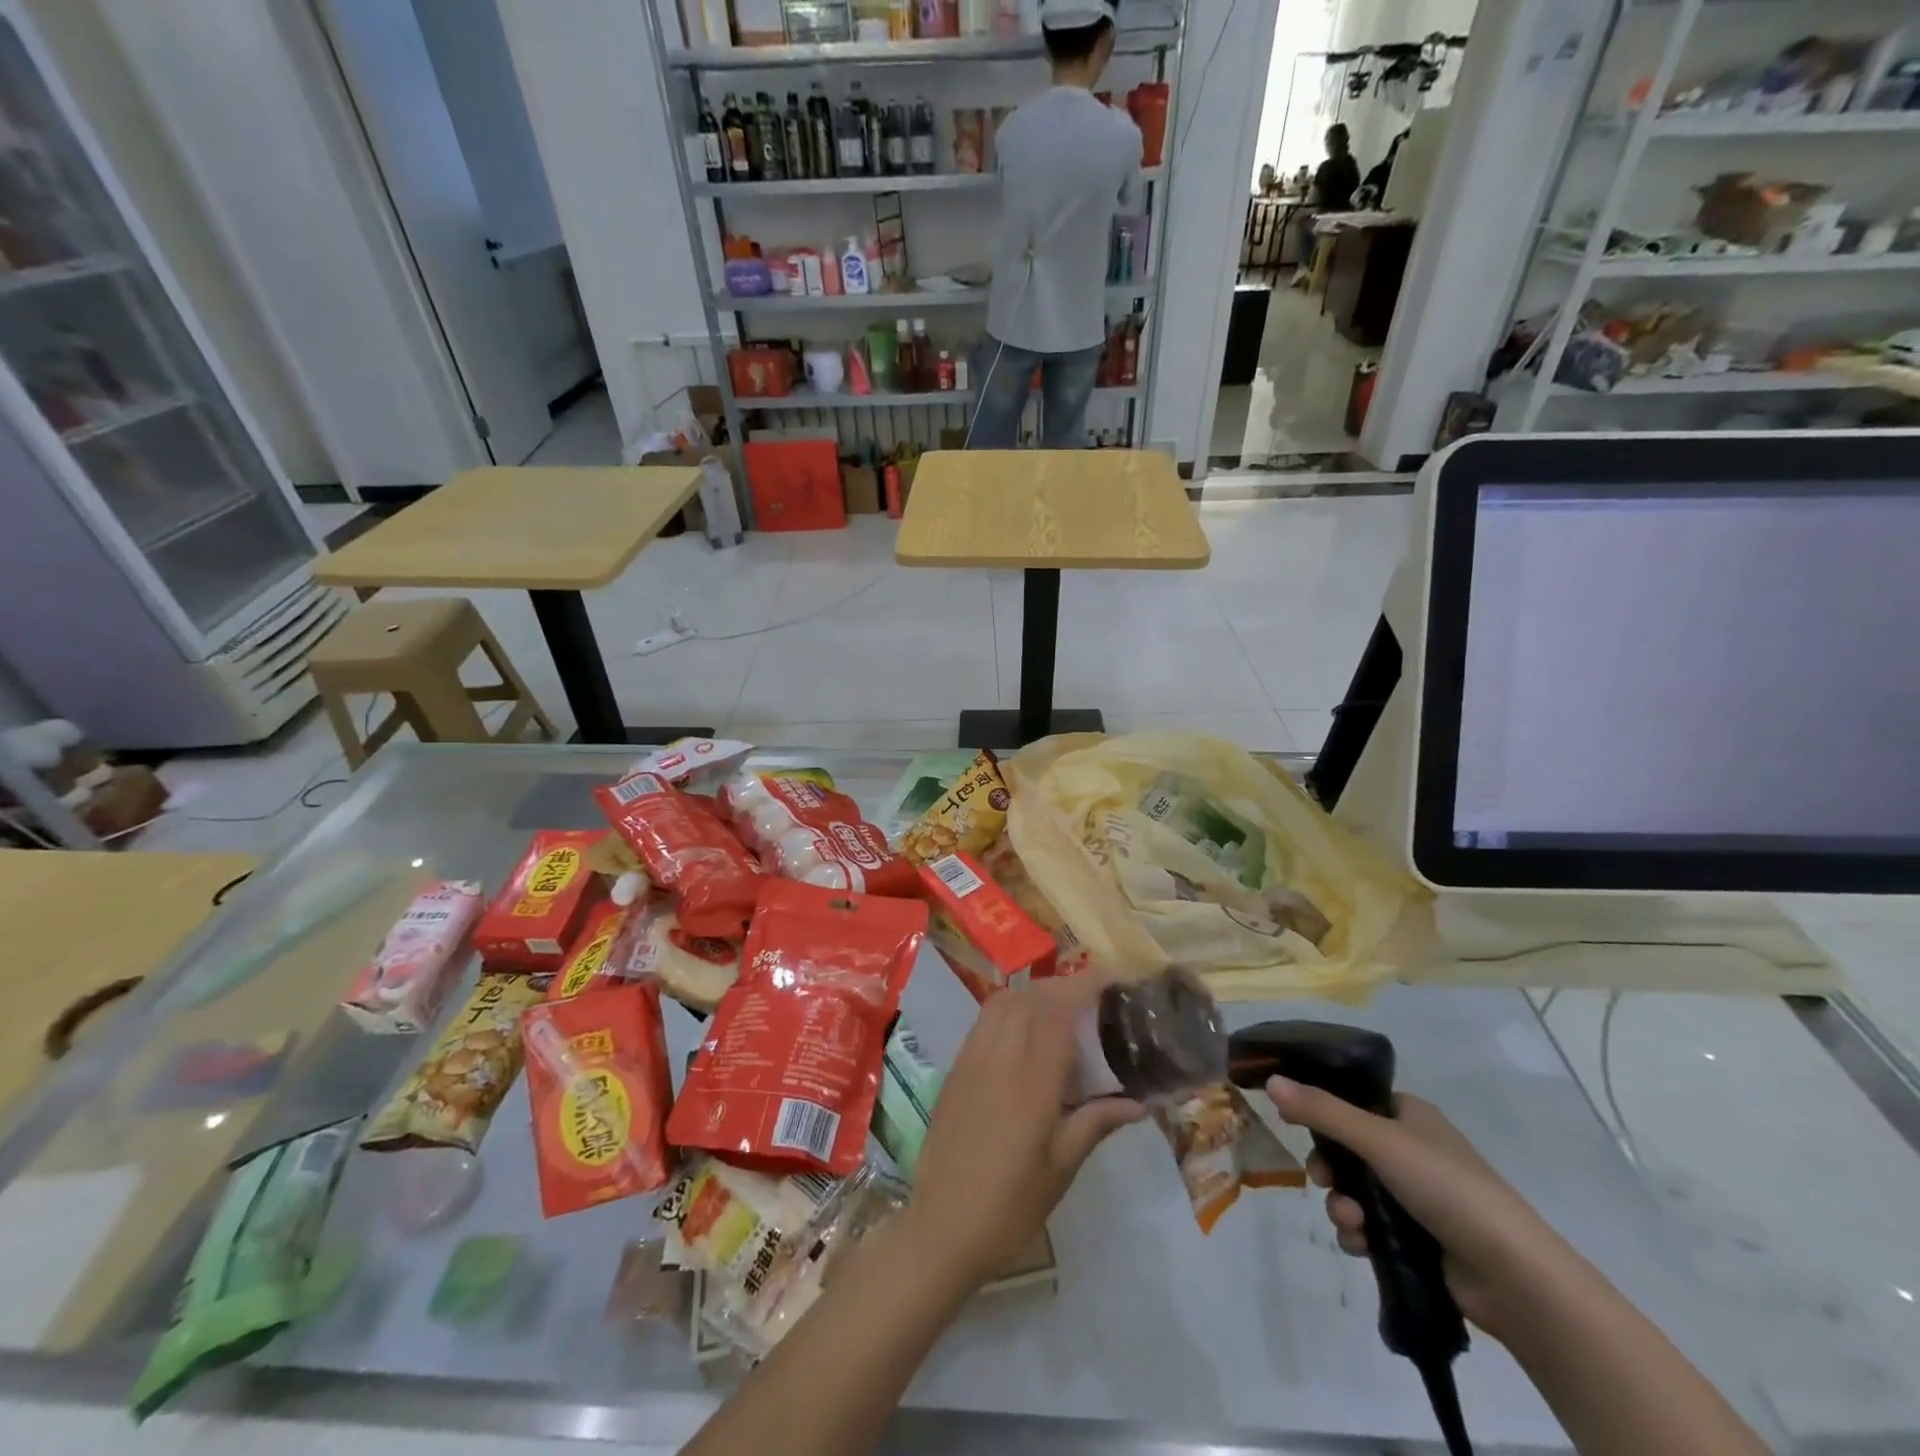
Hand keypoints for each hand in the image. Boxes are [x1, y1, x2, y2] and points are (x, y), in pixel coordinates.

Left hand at [906, 977, 1144, 1290]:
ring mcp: (972, 1059)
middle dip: (1064, 986)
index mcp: (1031, 1082)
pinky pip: (985, 1020)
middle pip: (1032, 998)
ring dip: (1035, 993)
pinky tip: (1024, 1030)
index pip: (1059, 1013)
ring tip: (1062, 1008)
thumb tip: (1140, 1102)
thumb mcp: (1061, 1169)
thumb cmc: (1010, 1206)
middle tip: (1094, 997)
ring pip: (1004, 1002)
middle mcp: (999, 1058)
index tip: (1113, 978)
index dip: (1086, 986)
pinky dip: (1009, 1008)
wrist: (941, 1227)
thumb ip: (1096, 1123)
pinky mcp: (956, 1068)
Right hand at [1266, 1077, 1560, 1336]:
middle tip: (1320, 1179)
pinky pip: (1369, 1227)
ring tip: (1350, 1222)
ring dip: (1341, 1204)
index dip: (1322, 1108)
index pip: (1354, 1100)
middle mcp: (1412, 1150)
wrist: (1513, 1275)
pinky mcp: (1418, 1239)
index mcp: (1410, 1116)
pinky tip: (1360, 1245)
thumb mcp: (1378, 1139)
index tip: (1294, 1121)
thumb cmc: (1446, 1186)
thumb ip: (1321, 1111)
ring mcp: (1417, 1197)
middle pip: (1347, 1148)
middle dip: (1328, 1167)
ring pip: (1354, 1190)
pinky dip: (1358, 1234)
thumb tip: (1270, 1081)